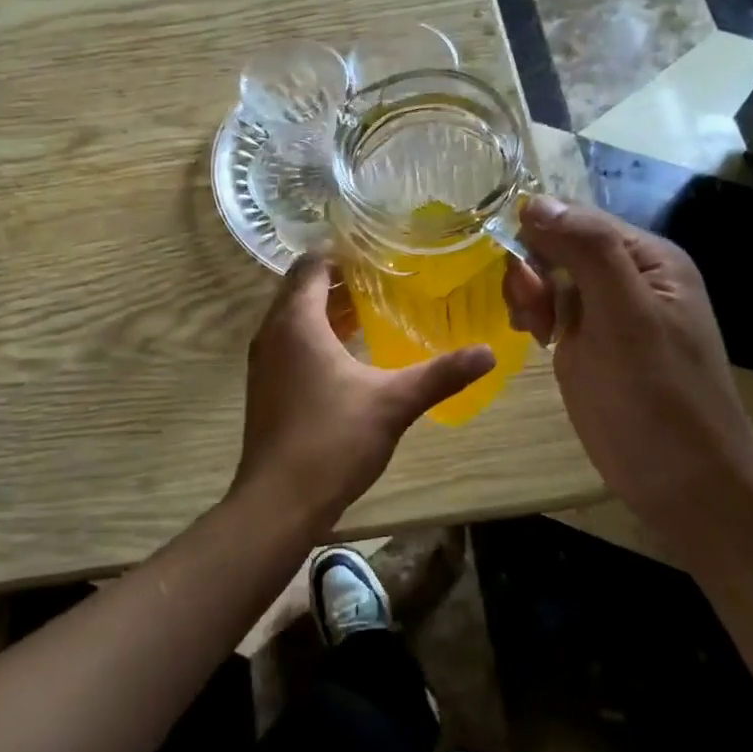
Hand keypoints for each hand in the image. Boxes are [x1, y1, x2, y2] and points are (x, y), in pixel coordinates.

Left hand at [234, 255, 495, 524]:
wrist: (278, 501)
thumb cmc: (332, 440)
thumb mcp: (393, 403)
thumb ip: (441, 374)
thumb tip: (489, 353)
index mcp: (296, 321)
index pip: (312, 265)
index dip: (341, 253)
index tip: (378, 250)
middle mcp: (272, 333)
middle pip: (301, 289)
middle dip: (338, 279)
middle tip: (383, 276)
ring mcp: (263, 362)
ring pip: (294, 318)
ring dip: (326, 309)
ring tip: (372, 307)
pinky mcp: (265, 387)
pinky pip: (289, 344)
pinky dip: (315, 336)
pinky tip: (349, 353)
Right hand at [501, 197, 752, 542]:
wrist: (683, 480)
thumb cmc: (657, 396)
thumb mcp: (625, 315)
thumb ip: (587, 252)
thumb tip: (534, 202)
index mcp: (647, 258)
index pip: (578, 219)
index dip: (541, 235)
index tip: (520, 274)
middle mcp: (628, 277)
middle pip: (560, 245)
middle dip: (534, 270)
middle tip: (531, 313)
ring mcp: (608, 313)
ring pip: (551, 278)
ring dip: (531, 295)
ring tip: (534, 330)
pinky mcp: (591, 344)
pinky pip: (553, 310)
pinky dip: (536, 317)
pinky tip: (536, 338)